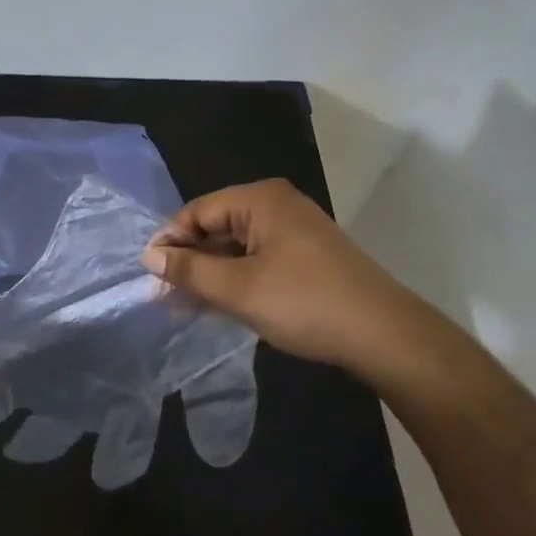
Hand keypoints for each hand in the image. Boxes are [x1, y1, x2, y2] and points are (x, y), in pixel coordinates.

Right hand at [142, 179, 475, 395]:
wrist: (385, 335)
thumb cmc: (305, 303)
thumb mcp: (238, 289)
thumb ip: (190, 270)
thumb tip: (150, 256)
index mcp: (260, 199)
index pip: (197, 211)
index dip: (170, 242)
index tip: (150, 276)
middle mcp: (277, 204)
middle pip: (217, 225)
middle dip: (190, 260)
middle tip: (165, 295)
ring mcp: (295, 229)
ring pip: (237, 245)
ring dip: (211, 273)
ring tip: (187, 305)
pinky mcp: (307, 254)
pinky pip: (258, 257)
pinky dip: (236, 277)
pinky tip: (221, 303)